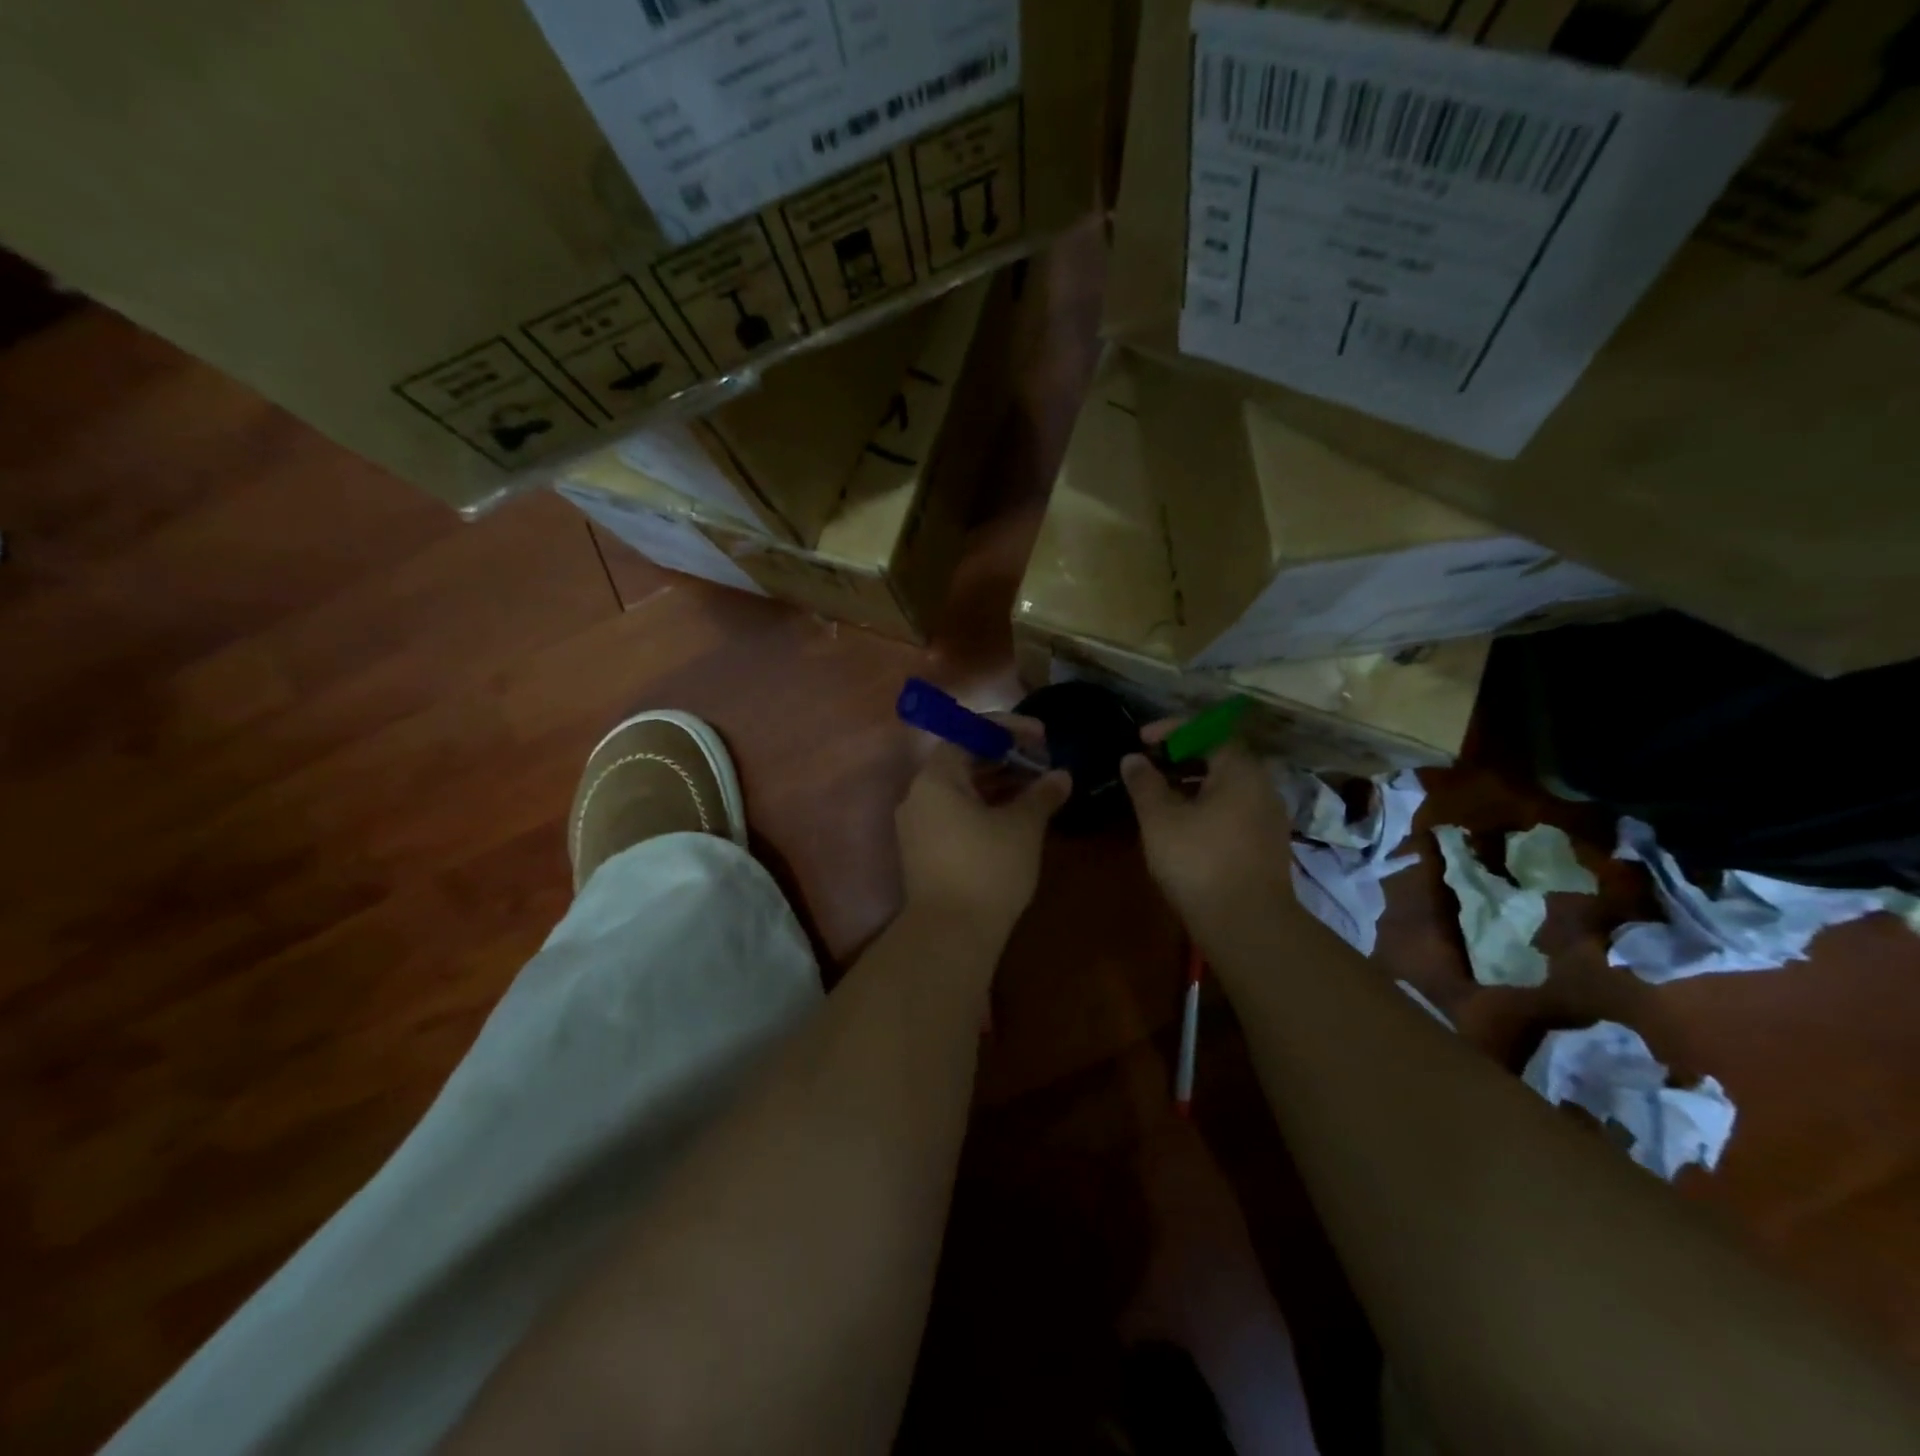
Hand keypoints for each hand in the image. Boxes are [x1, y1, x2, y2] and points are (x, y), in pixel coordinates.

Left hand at [896, 717, 1071, 949]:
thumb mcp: (1023, 827)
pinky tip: (1015, 817)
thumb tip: (1061, 776)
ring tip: (1037, 788)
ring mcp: (918, 825)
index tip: (1042, 738)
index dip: (1009, 730)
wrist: (951, 935)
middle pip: (963, 760)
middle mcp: (918, 795)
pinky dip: (984, 807)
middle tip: (1044, 762)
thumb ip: (1042, 794)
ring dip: (998, 783)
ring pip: (961, 790)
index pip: (969, 733)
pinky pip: (955, 813)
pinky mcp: (924, 851)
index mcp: (936, 778)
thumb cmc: (988, 869)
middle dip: (1005, 757)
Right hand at [1120, 725, 1293, 930]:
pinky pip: (1233, 809)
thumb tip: (1132, 759)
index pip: (1206, 731)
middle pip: (1219, 756)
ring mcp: (1268, 817)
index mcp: (1240, 770)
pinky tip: (1182, 827)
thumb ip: (1144, 783)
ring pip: (1226, 786)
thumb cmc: (1199, 861)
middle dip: (1180, 757)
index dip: (1170, 730)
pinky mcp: (1266, 844)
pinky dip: (1205, 806)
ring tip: (1158, 797)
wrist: (1247, 925)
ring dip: (1191, 784)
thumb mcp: (1160, 818)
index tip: (1140, 740)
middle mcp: (1262, 786)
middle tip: (1147, 767)